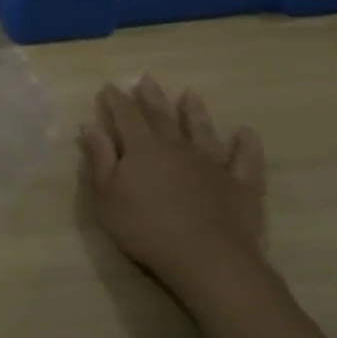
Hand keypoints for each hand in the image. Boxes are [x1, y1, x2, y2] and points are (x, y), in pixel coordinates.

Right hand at [79, 75, 267, 307]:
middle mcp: (177, 146)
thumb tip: (90, 126)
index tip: (108, 87)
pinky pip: (245, 160)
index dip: (115, 100)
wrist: (207, 258)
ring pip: (202, 130)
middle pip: (162, 116)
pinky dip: (246, 146)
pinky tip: (246, 134)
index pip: (125, 115)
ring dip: (195, 112)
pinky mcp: (240, 185)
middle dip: (151, 97)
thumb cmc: (146, 227)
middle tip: (146, 78)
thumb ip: (99, 159)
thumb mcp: (106, 196)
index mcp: (142, 147)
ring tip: (191, 94)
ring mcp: (212, 164)